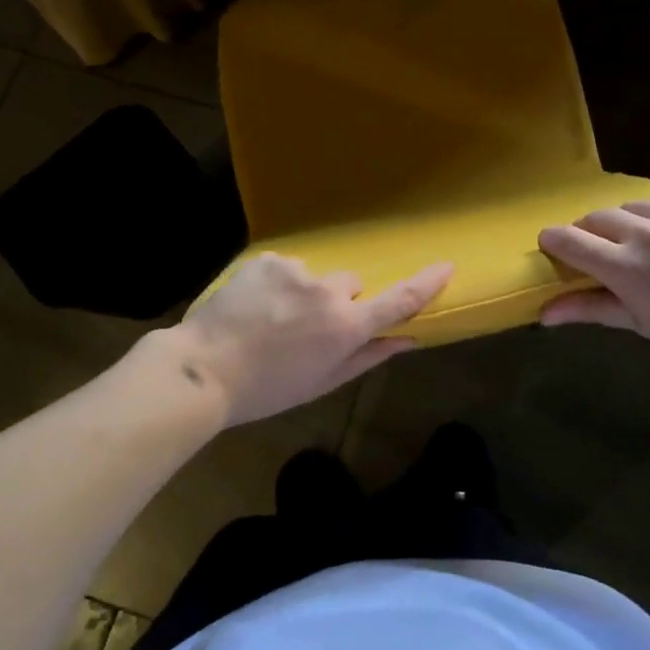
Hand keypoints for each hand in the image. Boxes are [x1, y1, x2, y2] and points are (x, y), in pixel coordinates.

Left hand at [178, 254, 453, 425]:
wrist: (203, 369)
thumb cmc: (268, 389)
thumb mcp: (323, 382)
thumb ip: (368, 357)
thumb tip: (407, 339)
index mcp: (346, 327)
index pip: (398, 300)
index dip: (426, 283)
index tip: (446, 265)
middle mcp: (328, 292)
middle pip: (350, 285)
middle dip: (338, 301)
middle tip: (307, 329)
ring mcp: (296, 272)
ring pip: (315, 277)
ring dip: (303, 293)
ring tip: (270, 320)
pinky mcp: (268, 260)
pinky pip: (285, 268)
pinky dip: (275, 283)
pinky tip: (252, 306)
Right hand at [538, 198, 649, 378]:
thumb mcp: (642, 324)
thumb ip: (589, 309)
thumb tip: (544, 313)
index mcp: (626, 266)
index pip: (568, 239)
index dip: (553, 242)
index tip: (552, 248)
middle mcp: (646, 231)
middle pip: (595, 217)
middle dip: (589, 233)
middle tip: (602, 254)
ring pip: (630, 206)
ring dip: (624, 223)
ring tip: (643, 246)